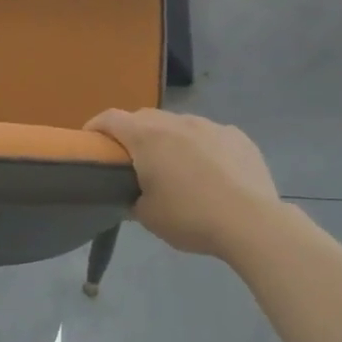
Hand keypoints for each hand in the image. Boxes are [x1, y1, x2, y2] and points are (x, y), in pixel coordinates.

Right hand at [85, 108, 284, 259]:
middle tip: (132, 161)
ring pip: (179, 125)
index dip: (95, 127)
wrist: (252, 222)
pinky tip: (211, 173)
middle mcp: (176, 122)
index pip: (110, 119)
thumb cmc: (190, 217)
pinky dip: (202, 148)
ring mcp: (210, 126)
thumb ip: (132, 198)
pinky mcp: (238, 137)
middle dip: (134, 134)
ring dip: (170, 140)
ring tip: (176, 168)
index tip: (90, 142)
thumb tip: (134, 194)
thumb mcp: (148, 216)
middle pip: (145, 118)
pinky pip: (210, 136)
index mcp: (147, 137)